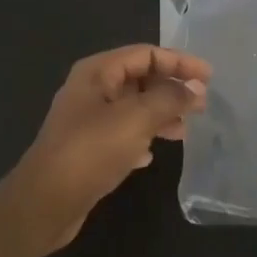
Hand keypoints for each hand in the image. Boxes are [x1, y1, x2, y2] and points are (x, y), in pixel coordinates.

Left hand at [9, 45, 211, 249]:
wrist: (47, 202)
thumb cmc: (91, 151)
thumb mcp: (136, 119)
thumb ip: (169, 99)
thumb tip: (194, 89)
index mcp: (98, 72)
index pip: (146, 54)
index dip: (180, 62)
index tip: (209, 78)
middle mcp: (92, 90)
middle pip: (140, 79)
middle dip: (172, 89)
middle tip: (202, 106)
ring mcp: (88, 120)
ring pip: (134, 108)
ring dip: (161, 115)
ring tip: (184, 132)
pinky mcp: (88, 149)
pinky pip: (123, 134)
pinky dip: (142, 138)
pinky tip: (151, 154)